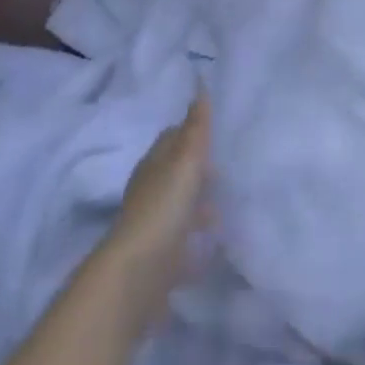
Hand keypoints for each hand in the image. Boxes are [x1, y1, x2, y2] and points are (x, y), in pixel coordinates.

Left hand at [103, 91, 212, 313]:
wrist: (136, 277)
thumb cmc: (162, 209)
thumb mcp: (185, 161)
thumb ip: (196, 128)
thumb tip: (200, 87)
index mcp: (154, 165)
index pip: (171, 138)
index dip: (191, 131)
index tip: (215, 130)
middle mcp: (150, 192)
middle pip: (175, 174)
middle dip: (198, 171)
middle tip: (228, 169)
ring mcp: (152, 228)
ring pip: (178, 209)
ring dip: (198, 208)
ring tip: (224, 209)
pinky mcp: (158, 261)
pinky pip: (181, 245)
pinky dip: (195, 242)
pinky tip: (213, 247)